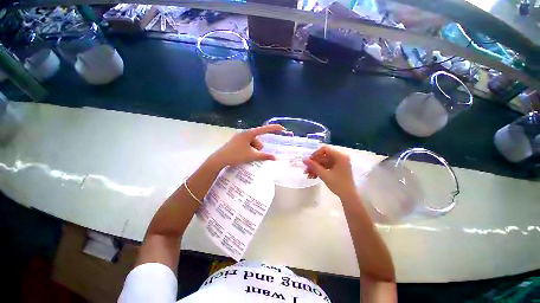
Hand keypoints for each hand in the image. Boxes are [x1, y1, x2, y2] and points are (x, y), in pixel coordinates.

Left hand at [208, 124, 284, 168]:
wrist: (219, 159)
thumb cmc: (236, 156)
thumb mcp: (252, 156)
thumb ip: (264, 156)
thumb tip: (275, 158)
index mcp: (249, 133)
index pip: (265, 129)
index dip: (274, 129)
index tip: (283, 129)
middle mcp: (245, 133)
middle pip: (259, 139)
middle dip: (258, 148)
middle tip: (253, 155)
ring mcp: (240, 137)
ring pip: (253, 143)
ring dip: (254, 150)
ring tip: (247, 156)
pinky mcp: (237, 141)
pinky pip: (248, 144)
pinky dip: (249, 149)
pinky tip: (244, 155)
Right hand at [303, 146, 356, 198]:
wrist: (349, 196)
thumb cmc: (338, 184)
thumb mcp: (324, 175)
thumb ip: (313, 166)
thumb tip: (303, 159)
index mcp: (340, 156)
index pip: (324, 149)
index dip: (315, 154)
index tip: (309, 161)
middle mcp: (340, 157)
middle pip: (323, 156)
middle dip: (314, 163)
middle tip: (306, 170)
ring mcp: (339, 163)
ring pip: (324, 162)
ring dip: (315, 168)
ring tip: (308, 175)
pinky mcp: (338, 168)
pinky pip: (326, 166)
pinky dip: (320, 170)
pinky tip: (313, 176)